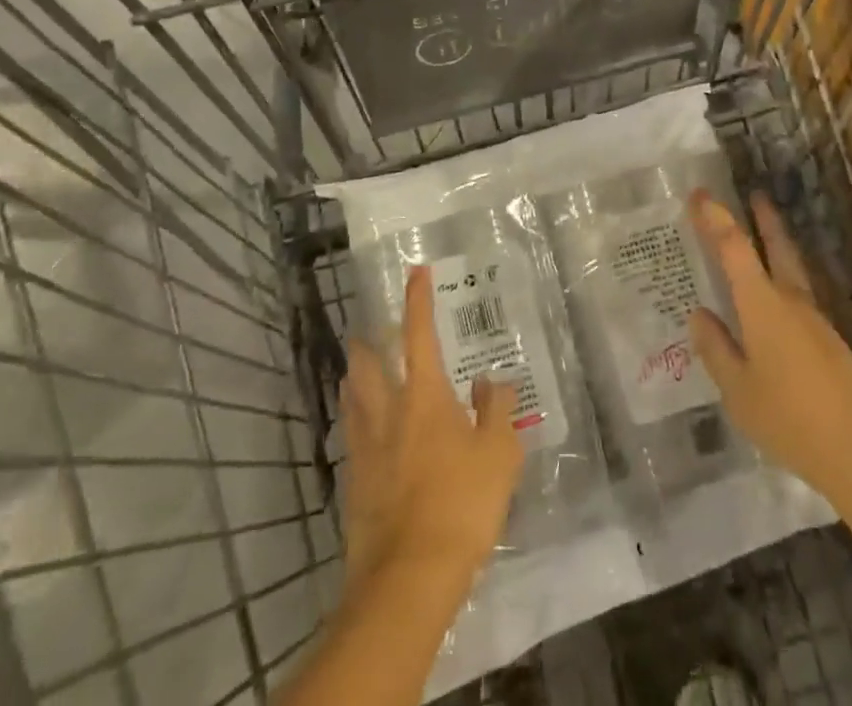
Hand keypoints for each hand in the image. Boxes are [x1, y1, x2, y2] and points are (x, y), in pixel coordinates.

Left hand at [340, 267, 525, 593]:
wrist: (408, 578)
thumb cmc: (462, 505)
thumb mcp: (499, 454)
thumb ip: (498, 411)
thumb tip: (492, 381)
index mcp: (425, 397)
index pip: (419, 334)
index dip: (418, 300)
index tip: (416, 272)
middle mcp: (388, 412)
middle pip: (366, 364)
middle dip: (367, 341)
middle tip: (373, 331)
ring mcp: (365, 449)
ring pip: (352, 398)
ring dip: (356, 378)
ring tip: (363, 372)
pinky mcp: (353, 485)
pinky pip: (352, 438)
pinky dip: (358, 423)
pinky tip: (368, 435)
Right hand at [688, 190, 851, 505]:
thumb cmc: (791, 420)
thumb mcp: (738, 391)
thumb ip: (717, 350)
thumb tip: (699, 315)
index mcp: (763, 305)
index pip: (734, 248)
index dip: (715, 218)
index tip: (700, 194)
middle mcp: (791, 302)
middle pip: (778, 248)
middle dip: (764, 220)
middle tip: (754, 195)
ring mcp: (816, 322)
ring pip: (793, 271)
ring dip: (778, 247)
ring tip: (764, 239)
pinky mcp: (831, 344)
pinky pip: (800, 299)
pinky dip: (784, 283)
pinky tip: (776, 306)